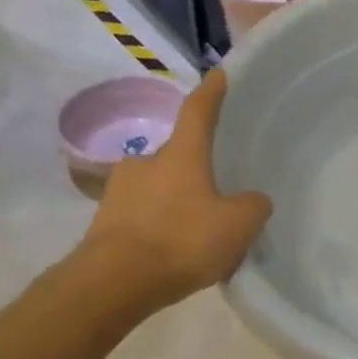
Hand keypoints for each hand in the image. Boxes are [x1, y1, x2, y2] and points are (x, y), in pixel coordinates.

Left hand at [75, 69, 271, 310]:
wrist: (112, 284)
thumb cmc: (181, 240)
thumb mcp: (238, 225)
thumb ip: (253, 206)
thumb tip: (252, 200)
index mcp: (181, 155)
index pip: (199, 112)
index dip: (212, 92)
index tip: (218, 74)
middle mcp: (146, 164)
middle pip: (177, 156)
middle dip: (195, 169)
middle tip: (217, 192)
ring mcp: (119, 193)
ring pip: (158, 189)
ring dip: (176, 201)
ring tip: (197, 231)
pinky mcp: (104, 224)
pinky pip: (142, 218)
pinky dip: (159, 227)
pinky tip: (173, 253)